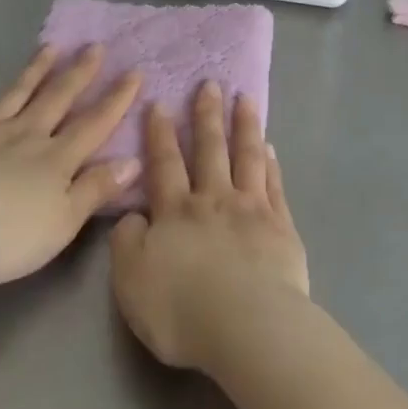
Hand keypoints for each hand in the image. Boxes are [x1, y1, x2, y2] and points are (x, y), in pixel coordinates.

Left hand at [0, 45, 143, 284]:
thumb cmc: (8, 235)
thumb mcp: (64, 222)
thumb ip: (97, 189)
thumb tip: (133, 160)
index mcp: (57, 157)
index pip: (95, 123)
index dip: (117, 99)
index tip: (135, 71)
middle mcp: (27, 134)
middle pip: (59, 98)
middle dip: (80, 73)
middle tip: (96, 46)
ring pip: (18, 93)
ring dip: (36, 69)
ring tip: (52, 46)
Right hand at [109, 82, 310, 373]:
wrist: (248, 325)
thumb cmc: (182, 310)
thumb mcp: (131, 282)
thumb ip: (126, 243)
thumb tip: (132, 216)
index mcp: (175, 212)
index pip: (165, 164)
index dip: (160, 133)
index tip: (160, 103)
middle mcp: (213, 200)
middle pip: (210, 149)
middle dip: (207, 115)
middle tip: (210, 83)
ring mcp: (251, 208)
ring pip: (247, 156)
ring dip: (244, 125)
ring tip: (245, 98)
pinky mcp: (281, 226)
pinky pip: (274, 184)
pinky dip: (271, 163)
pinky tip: (270, 147)